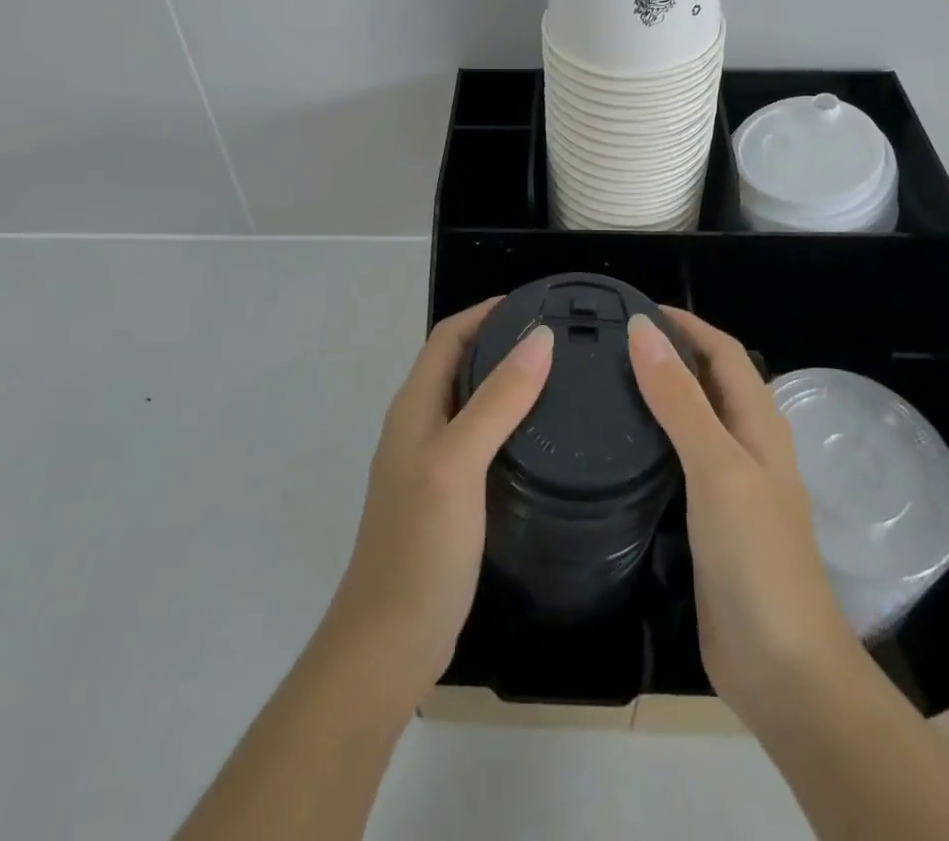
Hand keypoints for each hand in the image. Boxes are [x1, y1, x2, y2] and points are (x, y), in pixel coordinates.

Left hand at [321, 298, 553, 708]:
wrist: (388, 645)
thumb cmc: (419, 547)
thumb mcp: (459, 463)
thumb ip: (498, 400)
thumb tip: (540, 338)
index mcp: (414, 407)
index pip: (448, 335)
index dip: (487, 311)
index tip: (538, 303)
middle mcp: (418, 425)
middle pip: (459, 363)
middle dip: (502, 340)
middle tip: (560, 338)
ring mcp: (430, 462)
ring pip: (470, 401)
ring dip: (506, 380)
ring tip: (561, 378)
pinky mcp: (446, 495)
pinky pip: (479, 438)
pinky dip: (507, 421)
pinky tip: (540, 437)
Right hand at [628, 308, 859, 731]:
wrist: (783, 668)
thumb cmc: (756, 557)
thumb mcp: (717, 466)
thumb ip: (680, 398)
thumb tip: (643, 330)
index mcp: (759, 423)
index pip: (723, 352)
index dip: (686, 324)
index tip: (635, 307)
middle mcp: (748, 444)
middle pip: (708, 380)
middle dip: (669, 352)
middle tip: (609, 342)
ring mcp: (730, 484)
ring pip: (693, 419)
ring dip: (659, 393)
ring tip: (605, 380)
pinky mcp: (710, 518)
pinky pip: (680, 459)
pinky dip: (654, 437)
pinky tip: (621, 444)